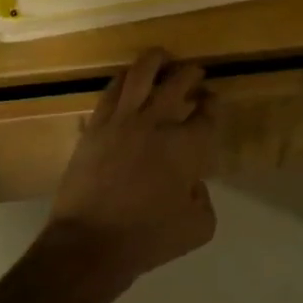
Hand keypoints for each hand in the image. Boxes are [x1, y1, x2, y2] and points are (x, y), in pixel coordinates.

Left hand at [45, 48, 216, 286]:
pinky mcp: (95, 127)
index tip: (211, 100)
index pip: (206, 114)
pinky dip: (124, 80)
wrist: (90, 244)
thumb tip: (192, 183)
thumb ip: (204, 199)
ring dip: (155, 61)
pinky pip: (111, 91)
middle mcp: (157, 123)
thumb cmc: (148, 238)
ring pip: (140, 74)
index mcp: (186, 147)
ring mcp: (122, 121)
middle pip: (178, 82)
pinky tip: (127, 79)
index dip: (212, 103)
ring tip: (161, 58)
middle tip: (194, 73)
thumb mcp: (198, 228)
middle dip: (191, 74)